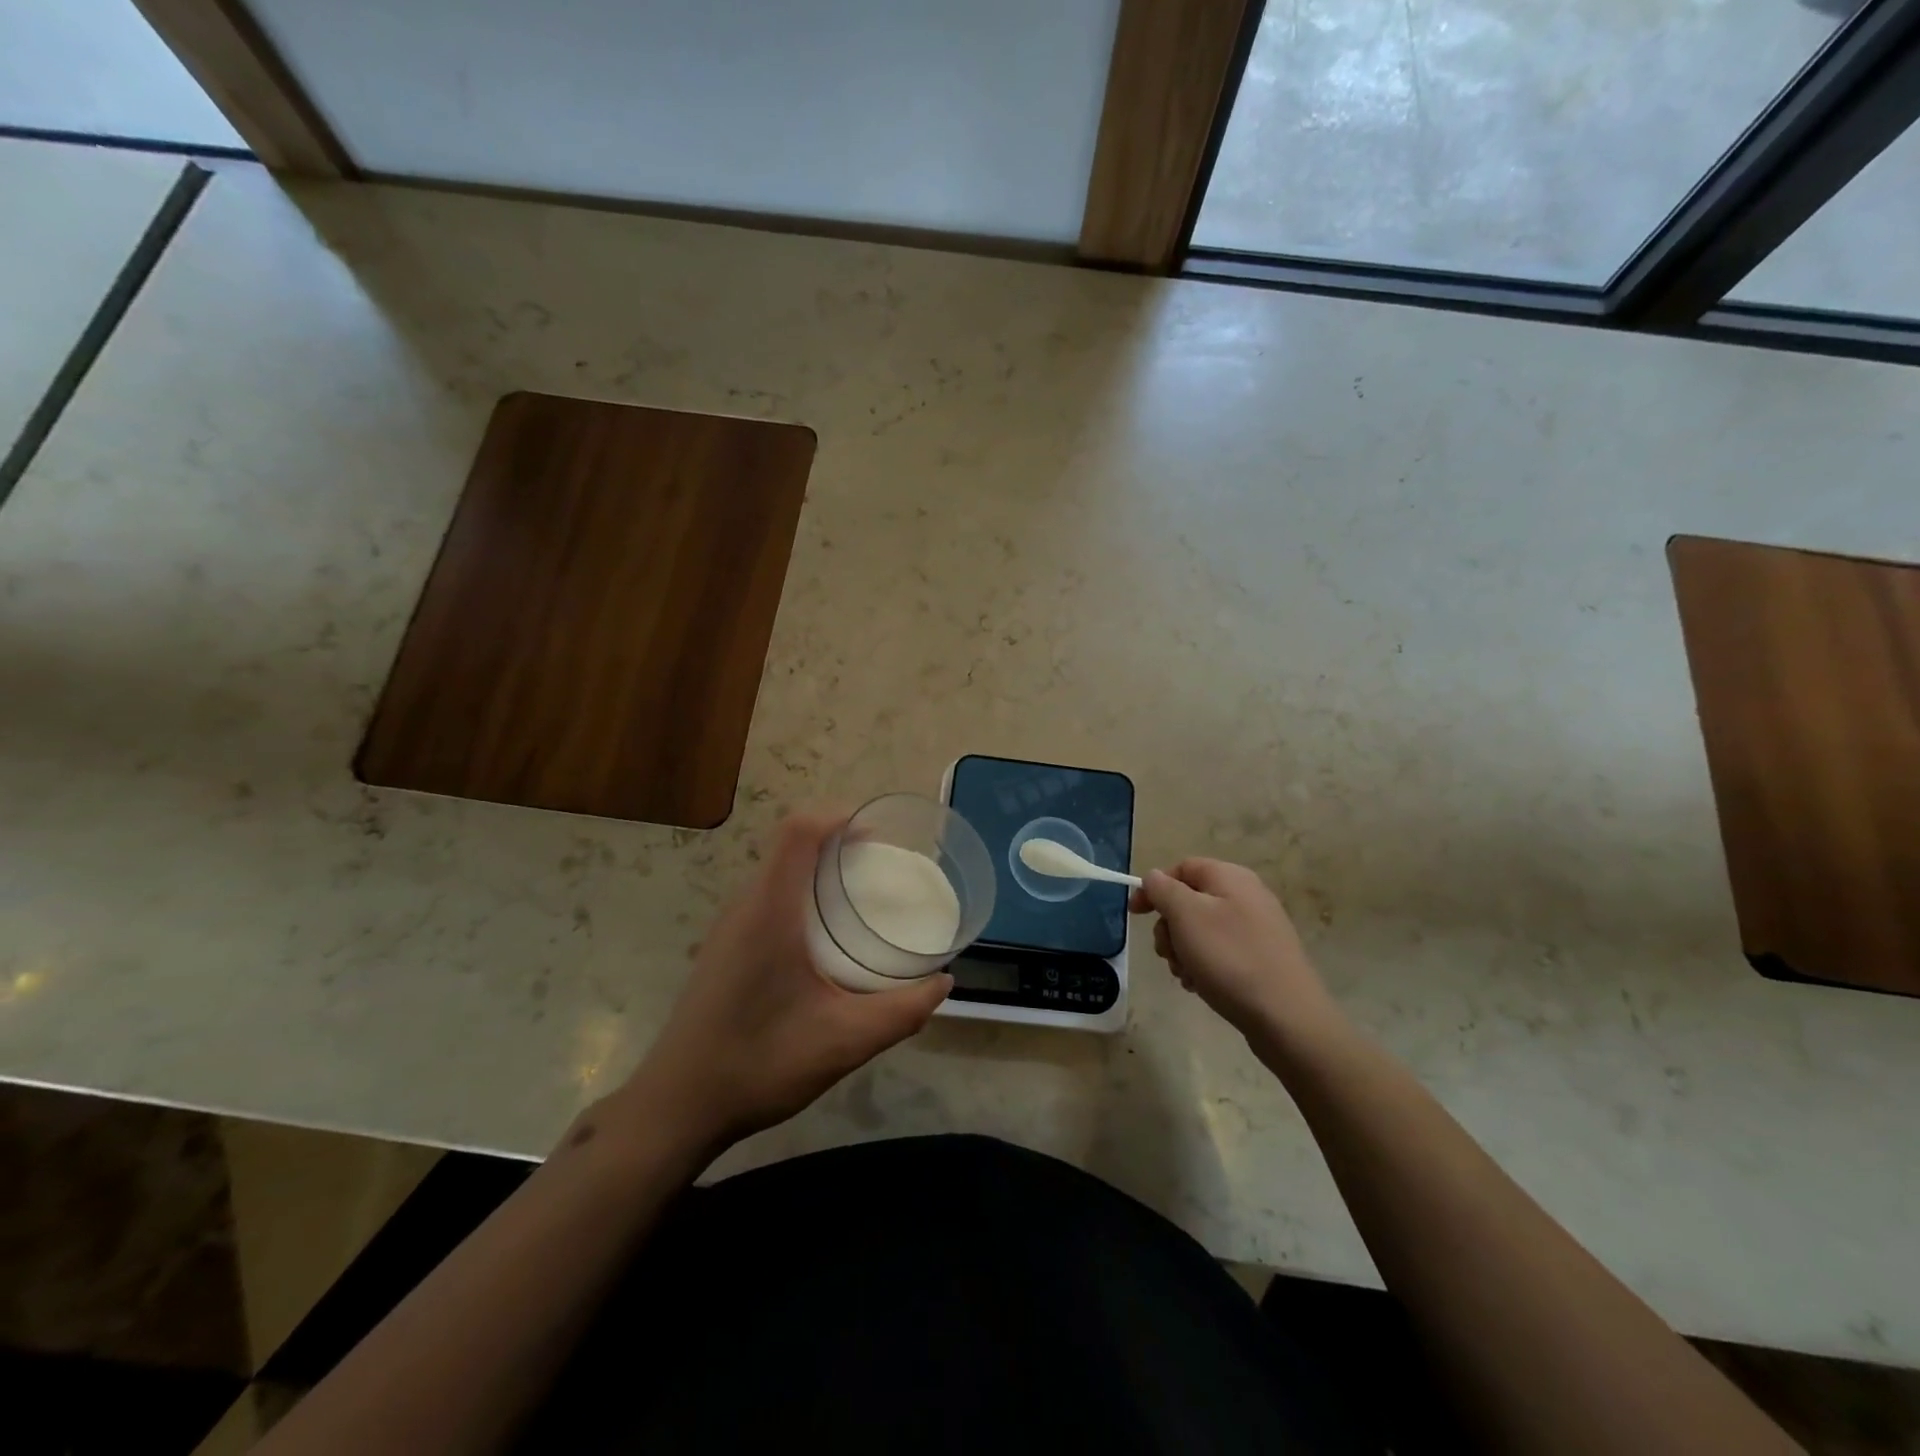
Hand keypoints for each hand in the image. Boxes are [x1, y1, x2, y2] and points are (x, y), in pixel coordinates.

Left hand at [617, 810, 950, 1156]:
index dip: (839, 816)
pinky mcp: (724, 948)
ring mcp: (728, 927)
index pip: (799, 830)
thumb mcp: (844, 1041)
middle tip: (883, 866)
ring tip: (861, 895)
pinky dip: (801, 893)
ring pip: (777, 872)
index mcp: (770, 910)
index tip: (879, 834)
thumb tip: (944, 982)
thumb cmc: (760, 1063)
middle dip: (838, 841)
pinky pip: (767, 898)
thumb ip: (901, 1011)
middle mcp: (745, 906)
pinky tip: (825, 938)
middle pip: (790, 845)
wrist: (677, 1107)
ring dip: (818, 868)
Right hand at [1130, 859, 1345, 1050]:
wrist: (1287, 1017)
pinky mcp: (1262, 957)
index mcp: (1230, 877)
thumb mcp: (1186, 915)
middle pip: (1190, 900)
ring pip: (1201, 930)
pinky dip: (1204, 965)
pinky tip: (1202, 985)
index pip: (1181, 868)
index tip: (1135, 915)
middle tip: (1167, 953)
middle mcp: (1246, 895)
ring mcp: (1257, 928)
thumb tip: (1154, 877)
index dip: (1154, 888)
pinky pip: (1220, 951)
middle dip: (1169, 927)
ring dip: (1183, 950)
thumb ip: (1164, 889)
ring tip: (1186, 975)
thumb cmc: (1230, 958)